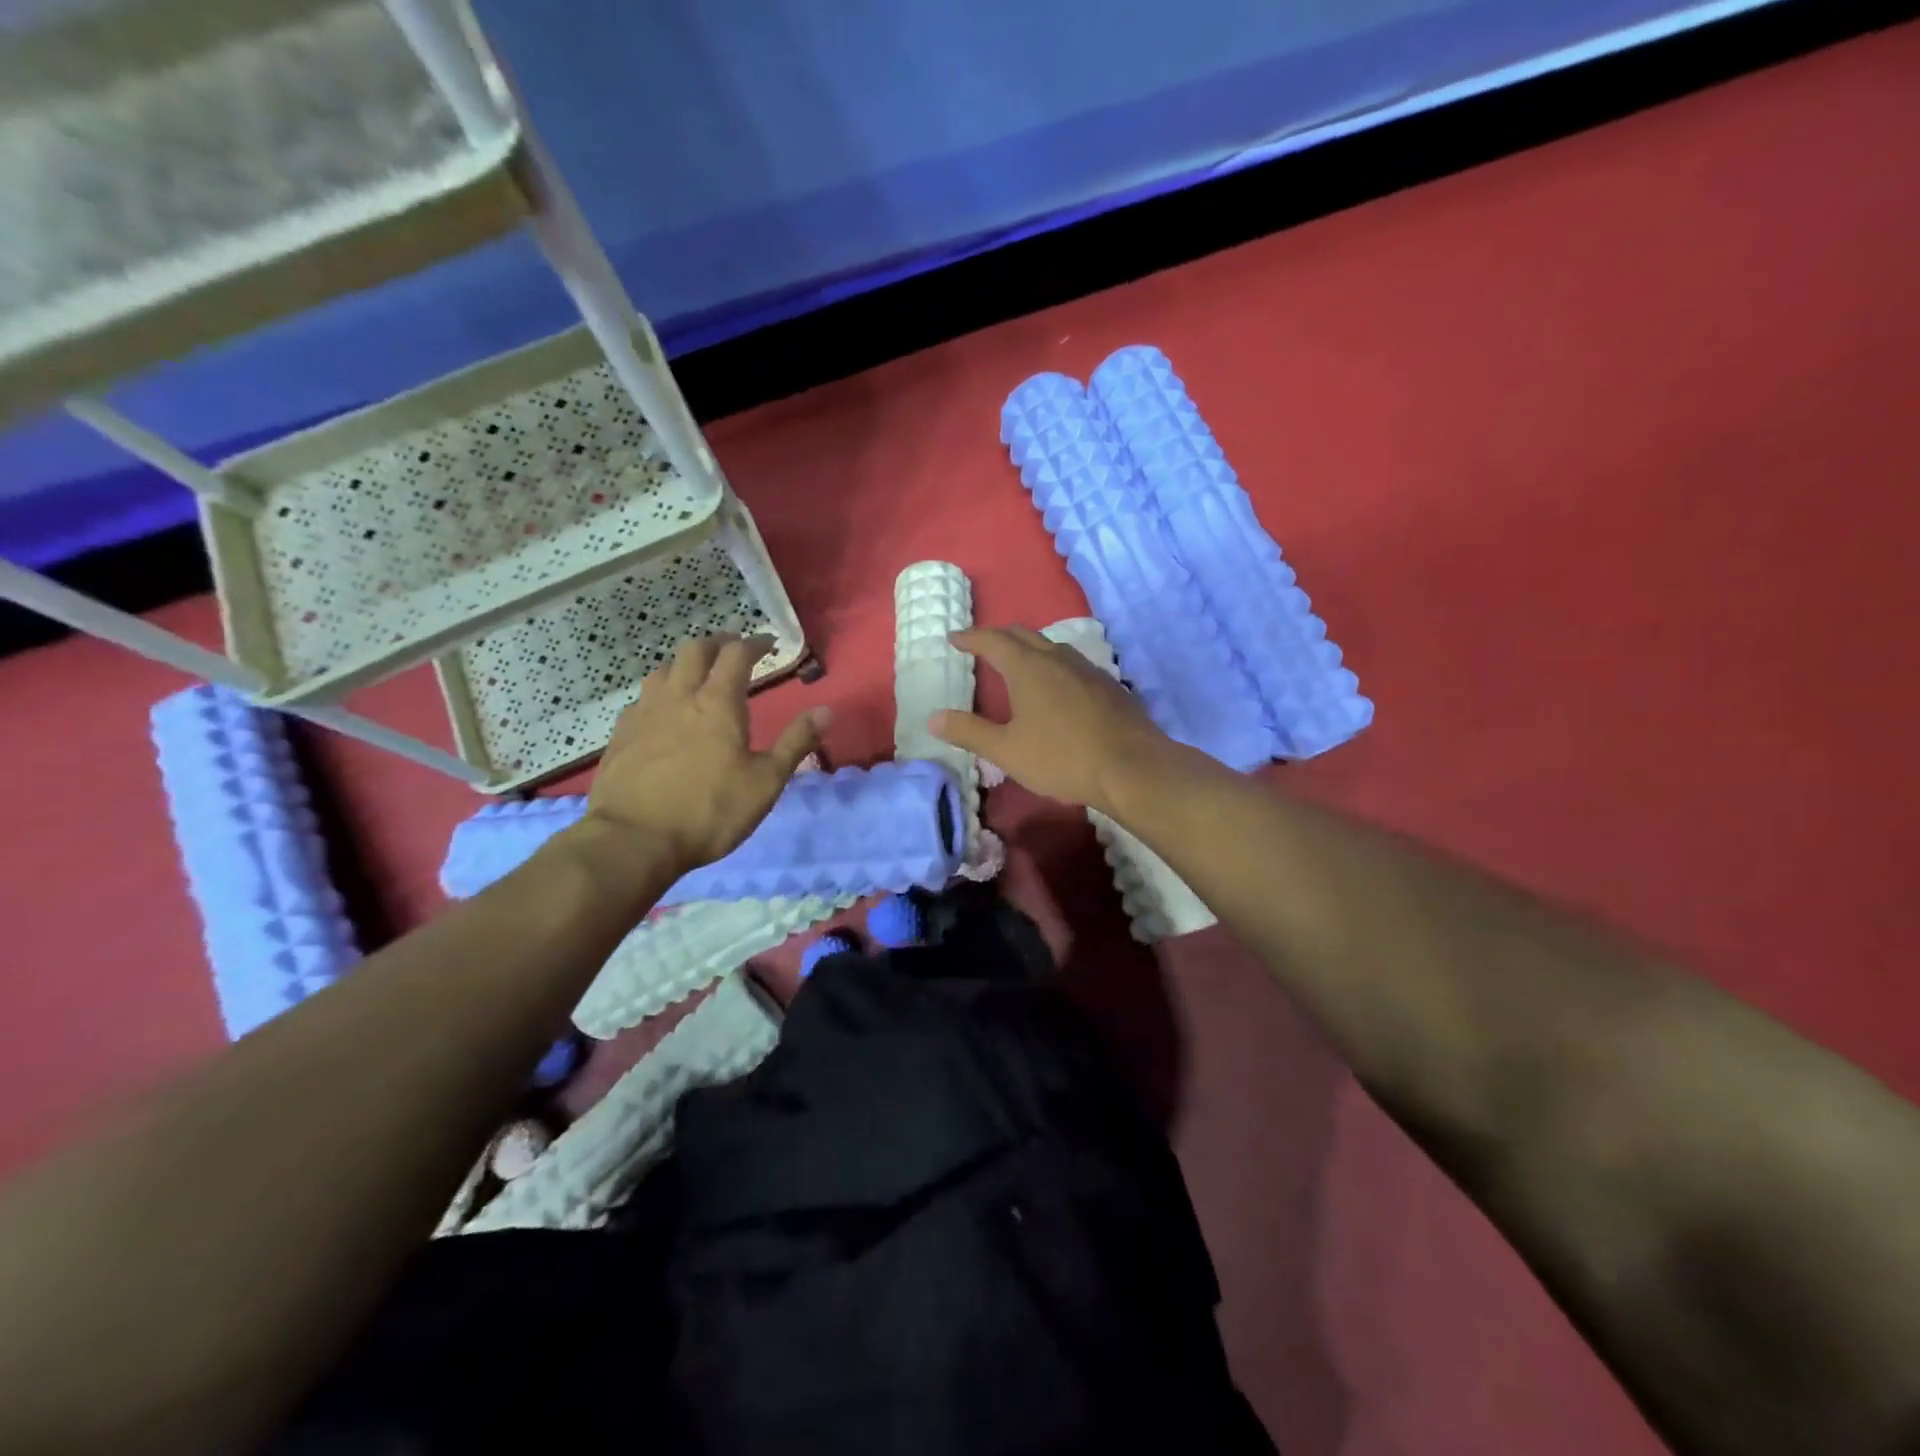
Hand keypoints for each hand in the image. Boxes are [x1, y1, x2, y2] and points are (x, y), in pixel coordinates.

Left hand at [583, 634, 827, 874]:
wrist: (633, 840)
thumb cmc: (709, 811)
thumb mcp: (765, 782)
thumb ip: (796, 742)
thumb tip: (827, 710)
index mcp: (718, 703)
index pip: (736, 655)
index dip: (754, 644)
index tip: (767, 643)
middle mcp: (679, 696)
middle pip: (694, 650)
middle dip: (717, 644)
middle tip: (733, 651)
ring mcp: (645, 713)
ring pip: (662, 669)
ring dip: (684, 665)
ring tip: (697, 677)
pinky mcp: (621, 734)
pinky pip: (642, 699)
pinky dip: (660, 694)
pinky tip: (663, 713)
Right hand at [931, 627, 1173, 815]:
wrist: (1132, 767)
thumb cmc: (1062, 758)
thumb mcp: (1007, 751)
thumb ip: (969, 732)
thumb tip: (933, 718)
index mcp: (1029, 668)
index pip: (993, 641)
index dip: (971, 638)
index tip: (954, 638)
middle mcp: (1058, 658)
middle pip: (1024, 635)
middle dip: (999, 636)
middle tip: (982, 645)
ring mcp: (1087, 669)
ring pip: (1052, 646)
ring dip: (1029, 648)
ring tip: (1017, 663)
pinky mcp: (1108, 685)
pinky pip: (1072, 663)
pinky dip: (1053, 664)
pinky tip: (1056, 686)